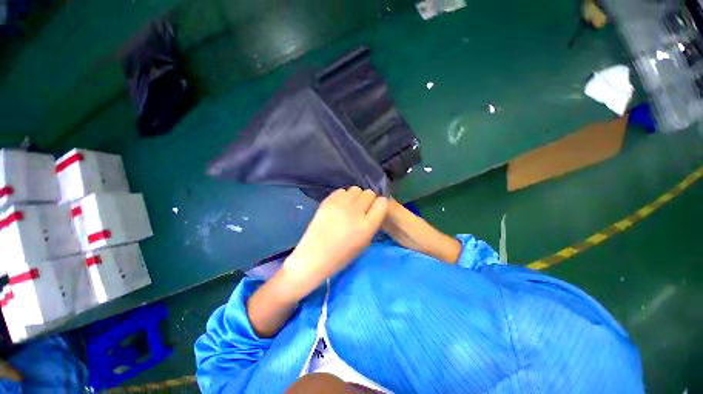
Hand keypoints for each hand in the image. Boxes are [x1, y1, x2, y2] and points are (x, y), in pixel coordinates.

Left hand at [281, 187, 387, 297]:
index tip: (376, 208)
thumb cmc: (342, 255)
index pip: (381, 203)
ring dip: (356, 197)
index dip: (380, 204)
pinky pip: (342, 191)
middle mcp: (355, 212)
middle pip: (369, 193)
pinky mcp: (327, 201)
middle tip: (362, 208)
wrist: (315, 256)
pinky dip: (343, 197)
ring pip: (356, 189)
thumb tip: (373, 209)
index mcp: (367, 226)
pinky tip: (339, 206)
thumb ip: (371, 223)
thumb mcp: (364, 242)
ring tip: (349, 206)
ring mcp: (340, 205)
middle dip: (368, 200)